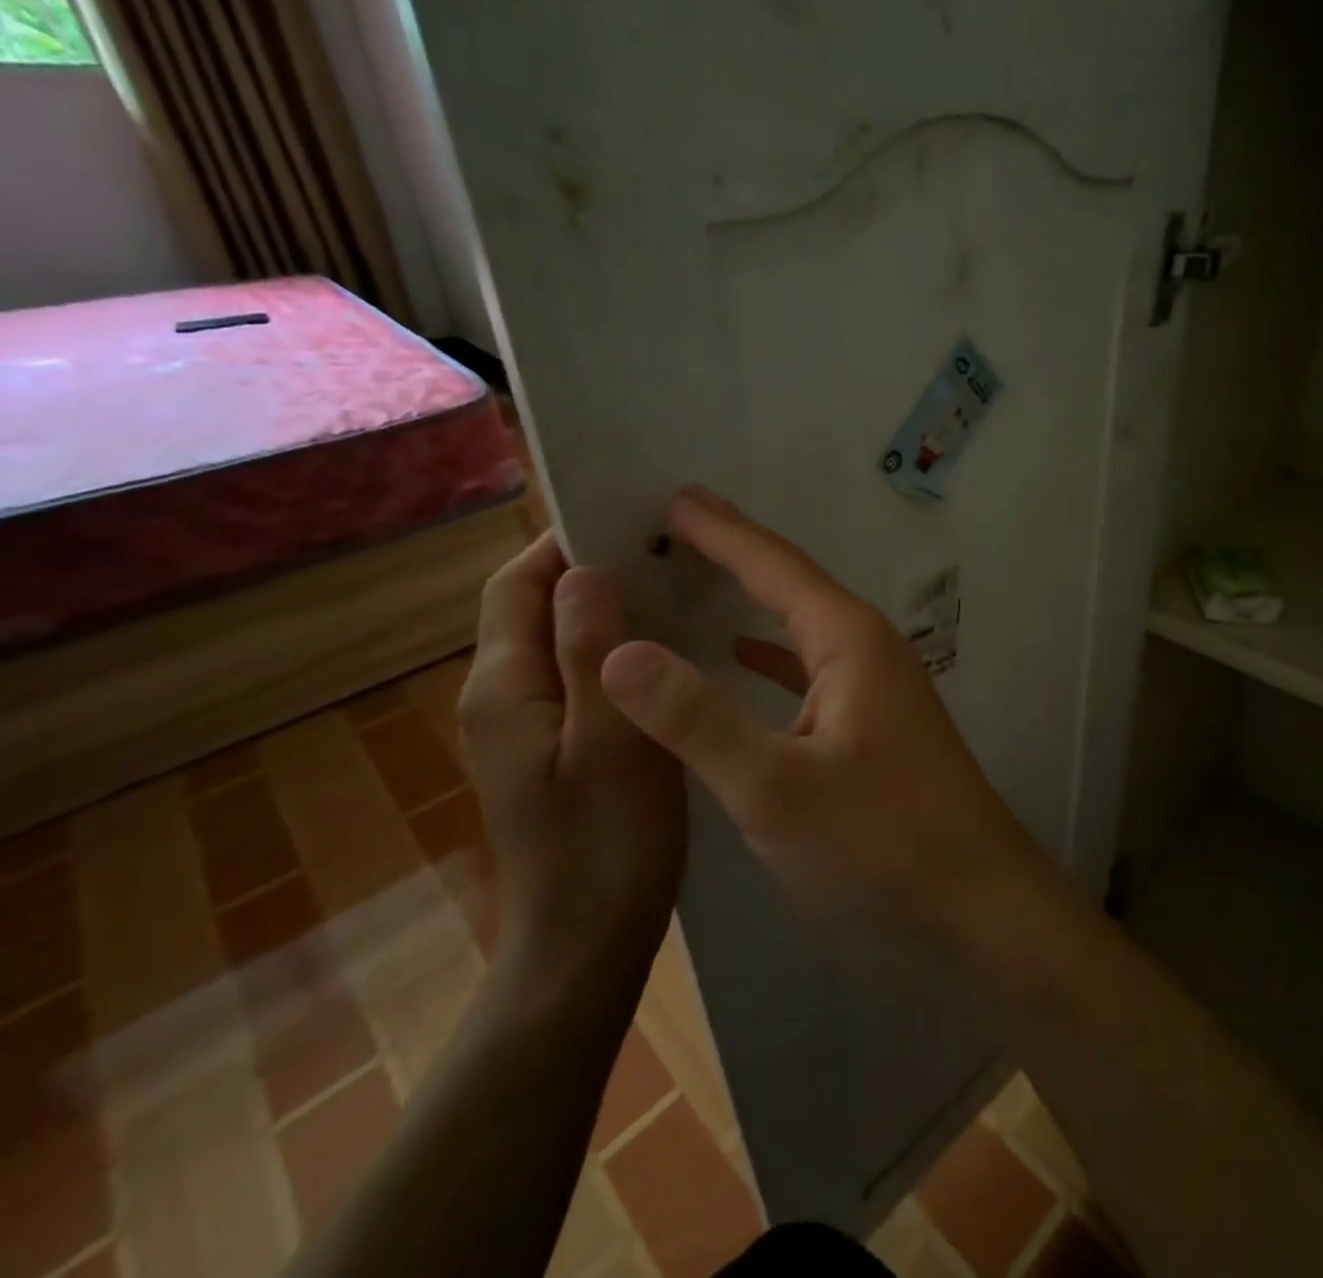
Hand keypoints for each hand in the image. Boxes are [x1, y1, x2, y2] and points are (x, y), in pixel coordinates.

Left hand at [459, 533, 687, 981]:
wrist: (587, 943)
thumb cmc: (608, 842)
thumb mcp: (611, 740)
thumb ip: (591, 651)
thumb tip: (585, 570)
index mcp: (505, 687)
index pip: (516, 583)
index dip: (563, 543)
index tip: (631, 521)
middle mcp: (501, 697)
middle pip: (535, 608)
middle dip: (592, 572)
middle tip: (669, 554)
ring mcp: (525, 727)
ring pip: (561, 642)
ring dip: (609, 611)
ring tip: (679, 592)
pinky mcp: (553, 748)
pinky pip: (579, 676)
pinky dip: (617, 651)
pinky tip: (669, 654)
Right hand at [599, 487, 1044, 940]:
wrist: (976, 898)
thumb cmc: (879, 840)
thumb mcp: (774, 785)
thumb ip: (695, 718)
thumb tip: (618, 650)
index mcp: (849, 639)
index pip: (774, 564)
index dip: (721, 530)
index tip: (672, 496)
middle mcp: (868, 647)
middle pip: (791, 583)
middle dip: (735, 551)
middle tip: (674, 522)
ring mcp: (877, 684)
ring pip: (802, 624)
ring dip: (752, 599)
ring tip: (698, 575)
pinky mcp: (876, 721)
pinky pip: (812, 666)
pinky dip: (772, 654)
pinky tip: (743, 657)